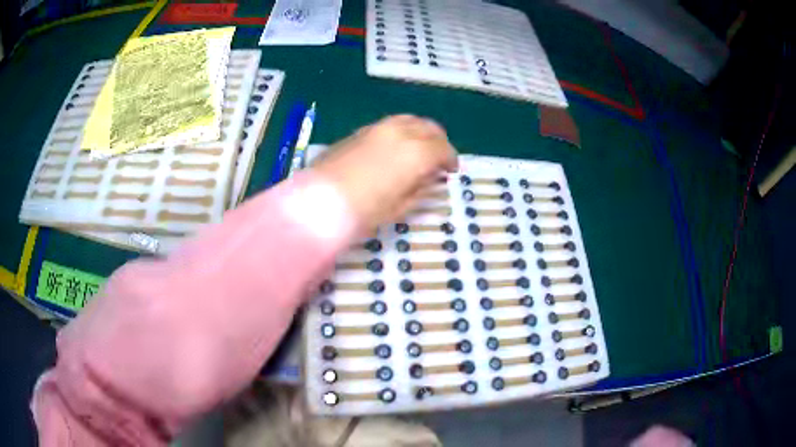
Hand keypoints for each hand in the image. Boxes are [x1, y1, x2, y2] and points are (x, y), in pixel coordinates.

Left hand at [312, 115, 457, 232]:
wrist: (320, 201)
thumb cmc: (365, 210)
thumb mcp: (400, 206)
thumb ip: (421, 188)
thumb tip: (430, 177)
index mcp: (416, 152)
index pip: (443, 149)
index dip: (451, 160)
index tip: (451, 171)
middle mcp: (400, 132)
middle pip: (429, 128)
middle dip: (438, 141)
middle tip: (438, 159)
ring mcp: (378, 127)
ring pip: (409, 120)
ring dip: (420, 132)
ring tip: (418, 149)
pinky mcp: (360, 130)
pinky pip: (390, 124)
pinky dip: (401, 131)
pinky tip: (395, 147)